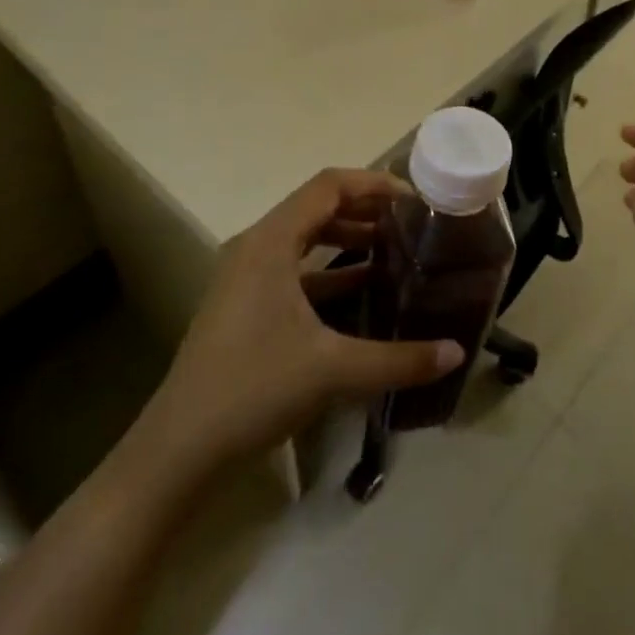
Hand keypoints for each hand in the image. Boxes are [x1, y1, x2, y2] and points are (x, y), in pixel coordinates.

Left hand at [146, 169, 462, 473]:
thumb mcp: (332, 370)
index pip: (328, 186)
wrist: (179, 449)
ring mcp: (246, 276)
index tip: (413, 199)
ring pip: (305, 239)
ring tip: (393, 250)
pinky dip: (329, 271)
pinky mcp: (245, 304)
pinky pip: (294, 269)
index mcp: (271, 241)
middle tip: (410, 222)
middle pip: (317, 206)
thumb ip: (398, 359)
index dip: (373, 184)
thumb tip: (455, 352)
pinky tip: (362, 292)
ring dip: (347, 238)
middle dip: (365, 209)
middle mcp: (257, 246)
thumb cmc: (254, 388)